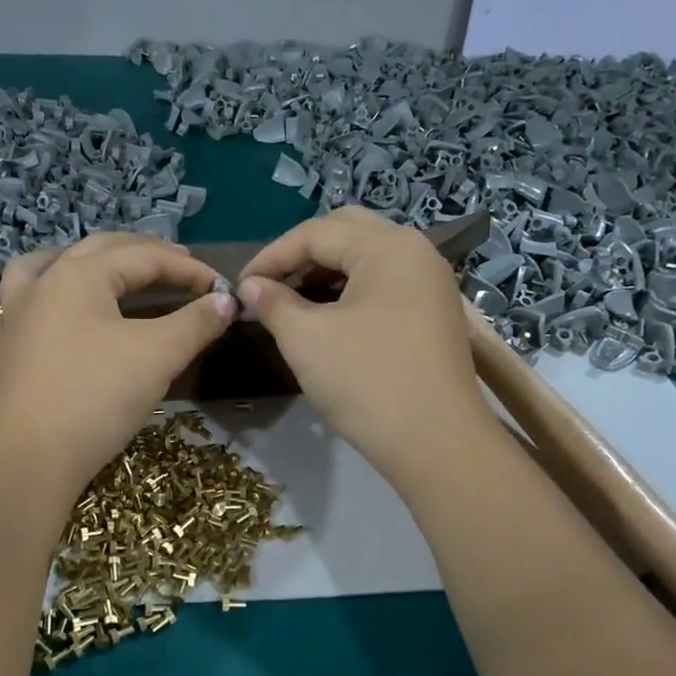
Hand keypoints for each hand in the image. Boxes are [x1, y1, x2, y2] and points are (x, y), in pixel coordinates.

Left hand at [0, 232, 236, 491]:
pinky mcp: (5, 351)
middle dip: (144, 254)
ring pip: (47, 267)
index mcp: (80, 274)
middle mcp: (44, 283)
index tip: (222, 290)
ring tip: (104, 268)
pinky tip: (51, 315)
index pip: (145, 258)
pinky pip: (20, 309)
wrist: (30, 456)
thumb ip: (196, 322)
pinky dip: (41, 301)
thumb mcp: (158, 355)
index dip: (190, 270)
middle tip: (181, 267)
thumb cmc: (97, 395)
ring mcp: (16, 316)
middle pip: (99, 251)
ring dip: (82, 262)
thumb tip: (226, 302)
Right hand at [237, 207, 489, 485]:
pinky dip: (350, 292)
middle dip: (302, 254)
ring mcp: (431, 284)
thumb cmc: (366, 381)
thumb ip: (273, 302)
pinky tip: (327, 317)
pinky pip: (385, 285)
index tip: (239, 286)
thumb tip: (250, 286)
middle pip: (347, 233)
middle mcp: (416, 252)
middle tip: (269, 284)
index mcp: (388, 246)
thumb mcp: (306, 338)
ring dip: (326, 272)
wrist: (436, 443)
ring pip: (367, 259)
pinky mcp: (434, 314)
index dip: (271, 256)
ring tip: (291, 302)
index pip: (316, 233)